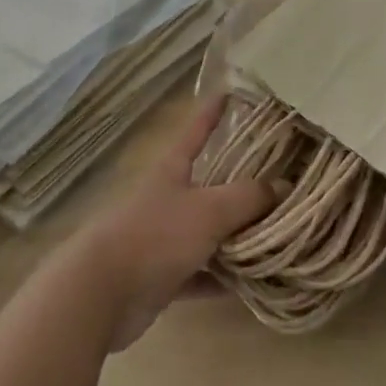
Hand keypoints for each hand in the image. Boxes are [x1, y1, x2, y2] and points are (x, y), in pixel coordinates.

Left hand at [67, 96, 276, 350]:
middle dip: (243, 185)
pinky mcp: (163, 277)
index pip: (196, 132)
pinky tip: (255, 284)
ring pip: (210, 233)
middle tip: (284, 179)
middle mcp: (168, 200)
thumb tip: (284, 186)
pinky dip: (224, 279)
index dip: (211, 113)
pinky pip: (203, 274)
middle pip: (211, 186)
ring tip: (281, 235)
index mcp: (172, 171)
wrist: (102, 294)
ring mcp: (164, 239)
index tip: (229, 92)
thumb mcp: (209, 210)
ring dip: (240, 238)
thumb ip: (249, 197)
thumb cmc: (155, 236)